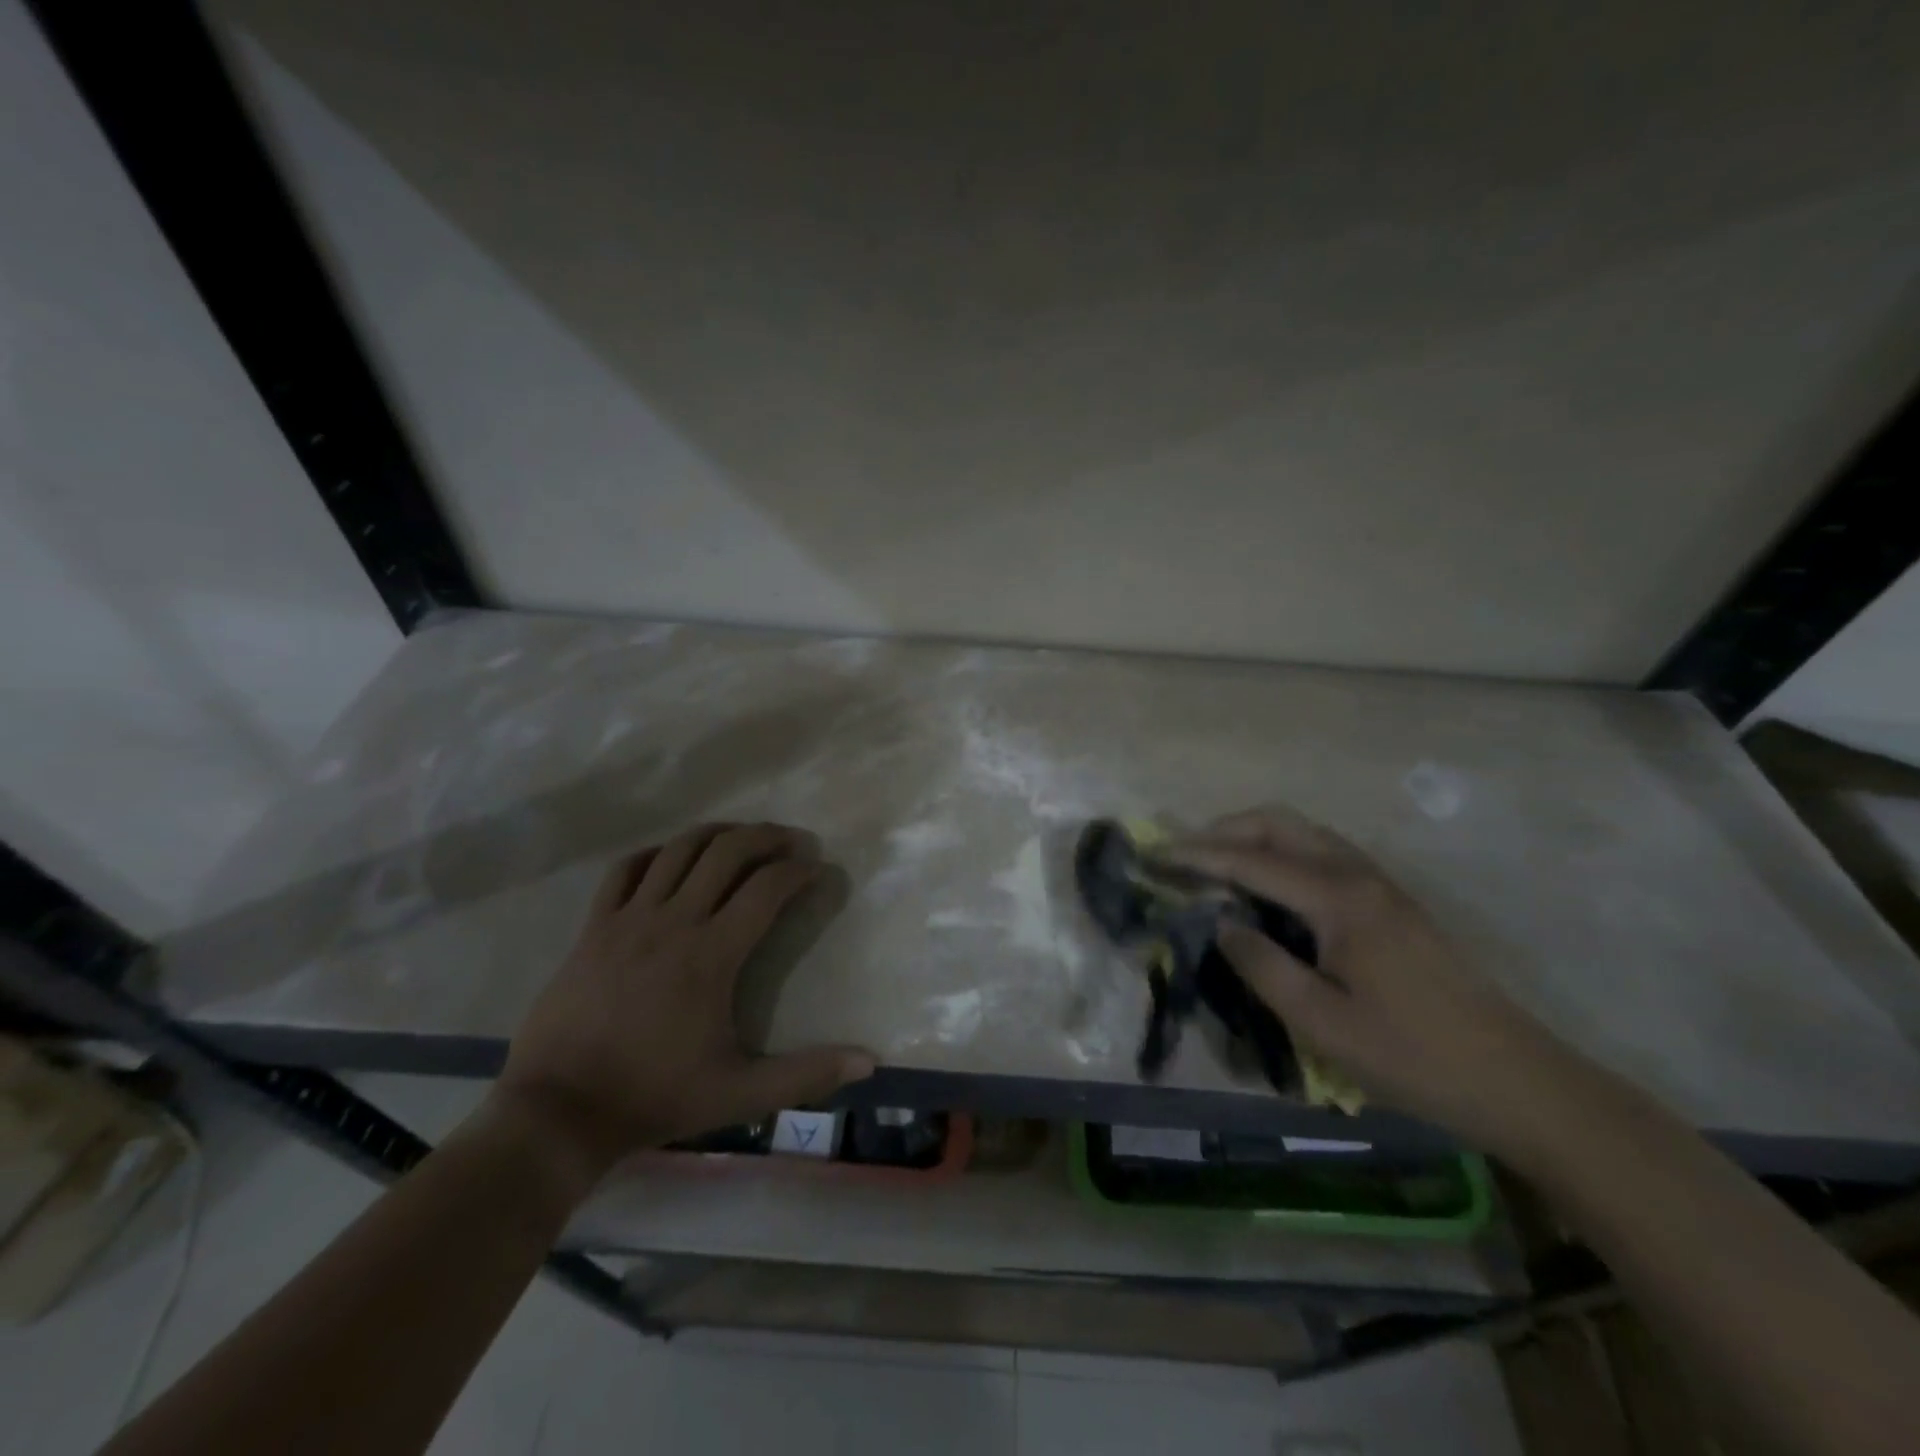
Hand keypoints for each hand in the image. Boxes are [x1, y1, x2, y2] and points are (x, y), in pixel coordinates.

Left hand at [493, 822, 873, 1191]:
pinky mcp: (594, 927)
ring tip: (741, 837)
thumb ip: (806, 1075)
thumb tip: (869, 1062)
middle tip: (791, 840)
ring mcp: (629, 919)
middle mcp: (674, 922)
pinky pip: (625, 870)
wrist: (557, 1111)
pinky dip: (654, 854)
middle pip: (726, 852)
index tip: (817, 868)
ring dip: (717, 834)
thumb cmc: (654, 1097)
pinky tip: (669, 858)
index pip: (767, 889)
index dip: (798, 871)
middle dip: (766, 836)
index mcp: (712, 955)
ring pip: (678, 850)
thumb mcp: (740, 1094)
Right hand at [1174, 807, 1588, 1155]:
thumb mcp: (1322, 1023)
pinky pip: (1324, 853)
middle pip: (1281, 825)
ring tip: (1217, 862)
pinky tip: (1270, 885)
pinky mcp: (1393, 901)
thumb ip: (1262, 965)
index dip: (1198, 856)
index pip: (1251, 862)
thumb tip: (1221, 923)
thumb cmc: (1412, 1056)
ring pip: (1305, 833)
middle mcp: (1358, 875)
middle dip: (1225, 829)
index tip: (1154, 855)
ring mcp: (1381, 884)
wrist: (1517, 1079)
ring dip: (1255, 836)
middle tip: (1184, 853)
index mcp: (1338, 899)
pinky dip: (1284, 852)